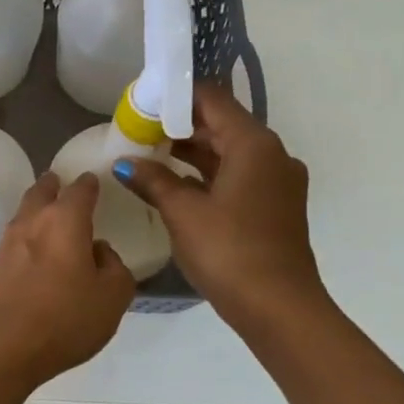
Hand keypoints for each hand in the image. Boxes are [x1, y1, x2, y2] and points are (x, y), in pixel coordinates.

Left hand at [0, 171, 136, 388]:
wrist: (2, 347)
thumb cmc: (65, 318)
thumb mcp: (113, 296)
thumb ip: (114, 267)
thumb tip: (98, 251)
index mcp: (65, 220)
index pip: (80, 189)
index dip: (90, 183)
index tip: (95, 180)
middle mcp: (34, 222)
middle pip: (42, 192)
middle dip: (54, 185)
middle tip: (62, 183)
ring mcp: (9, 244)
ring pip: (25, 214)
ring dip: (37, 207)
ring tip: (49, 212)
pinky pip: (16, 240)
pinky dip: (28, 236)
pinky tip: (36, 249)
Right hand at [115, 83, 324, 330]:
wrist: (278, 306)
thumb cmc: (229, 251)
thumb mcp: (183, 212)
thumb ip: (153, 180)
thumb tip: (125, 162)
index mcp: (254, 144)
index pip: (212, 99)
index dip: (176, 97)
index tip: (142, 103)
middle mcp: (271, 154)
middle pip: (221, 124)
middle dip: (179, 126)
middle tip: (138, 130)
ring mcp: (276, 181)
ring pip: (228, 152)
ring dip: (191, 152)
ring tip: (148, 155)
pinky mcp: (273, 206)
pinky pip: (236, 175)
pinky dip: (207, 174)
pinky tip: (175, 185)